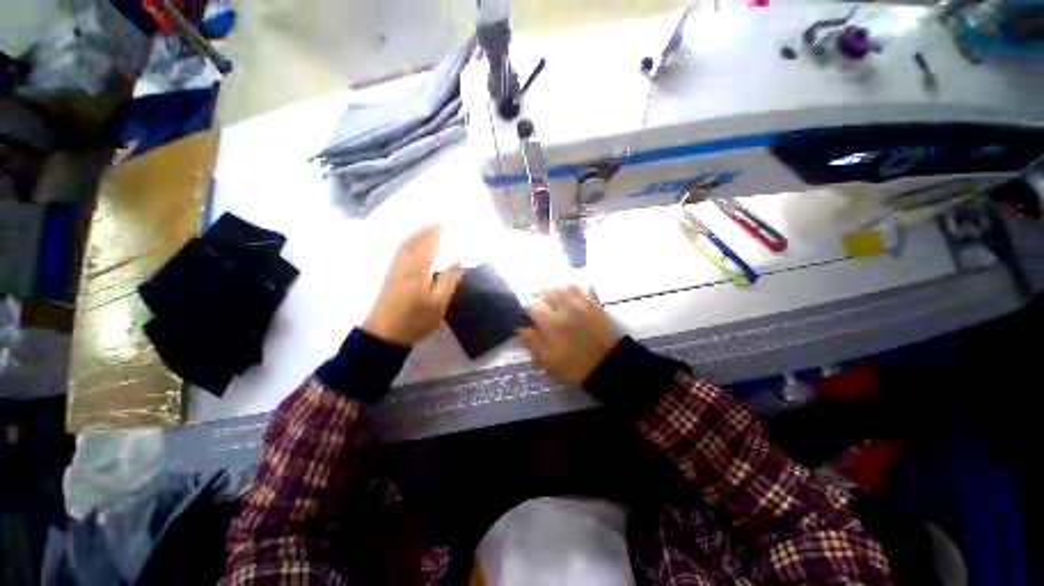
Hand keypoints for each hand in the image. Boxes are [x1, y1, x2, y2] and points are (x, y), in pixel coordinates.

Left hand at [362, 225, 464, 346]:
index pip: (429, 245)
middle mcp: (404, 265)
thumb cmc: (415, 319)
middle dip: (426, 230)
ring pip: (405, 246)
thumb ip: (448, 280)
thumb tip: (458, 261)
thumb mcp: (438, 303)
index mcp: (417, 269)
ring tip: (427, 229)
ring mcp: (395, 270)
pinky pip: (401, 253)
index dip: (437, 233)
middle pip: (414, 242)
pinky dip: (408, 244)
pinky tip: (412, 247)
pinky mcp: (391, 277)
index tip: (446, 223)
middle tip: (438, 222)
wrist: (385, 334)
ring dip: (416, 235)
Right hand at [518, 285, 620, 384]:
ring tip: (550, 292)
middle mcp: (566, 308)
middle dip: (538, 290)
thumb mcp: (548, 359)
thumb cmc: (574, 365)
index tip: (522, 309)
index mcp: (553, 323)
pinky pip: (584, 287)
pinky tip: (571, 291)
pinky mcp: (595, 304)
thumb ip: (533, 341)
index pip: (533, 305)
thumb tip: (520, 327)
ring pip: (565, 285)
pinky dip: (575, 286)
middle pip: (548, 289)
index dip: (525, 305)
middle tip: (534, 297)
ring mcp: (582, 304)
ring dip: (555, 286)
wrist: (607, 365)